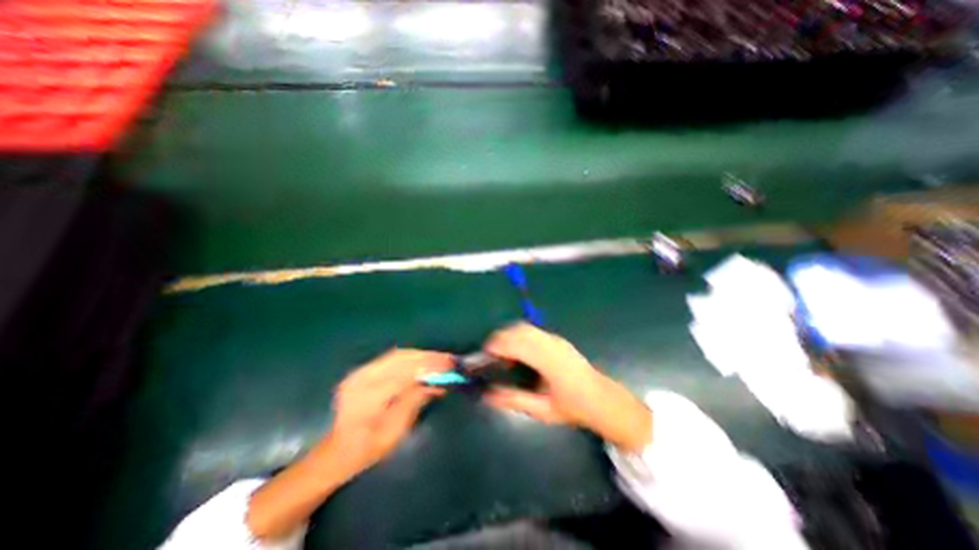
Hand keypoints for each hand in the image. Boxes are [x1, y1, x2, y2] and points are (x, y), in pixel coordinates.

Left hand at [324, 350, 454, 479]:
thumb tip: (438, 383)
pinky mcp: (363, 370)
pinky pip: (391, 358)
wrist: (337, 452)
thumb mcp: (395, 431)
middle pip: (401, 358)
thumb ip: (415, 402)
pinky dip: (410, 358)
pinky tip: (423, 361)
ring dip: (421, 355)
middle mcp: (362, 378)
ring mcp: (360, 371)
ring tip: (440, 359)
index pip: (405, 373)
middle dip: (428, 357)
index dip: (430, 366)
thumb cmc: (367, 449)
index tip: (450, 365)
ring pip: (397, 354)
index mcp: (368, 396)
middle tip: (449, 359)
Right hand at [481, 322, 647, 451]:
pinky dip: (519, 335)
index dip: (498, 345)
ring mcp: (556, 339)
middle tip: (490, 354)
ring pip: (526, 327)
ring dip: (509, 334)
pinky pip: (533, 330)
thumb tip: (488, 395)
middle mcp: (552, 344)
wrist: (603, 399)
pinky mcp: (558, 339)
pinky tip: (518, 351)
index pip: (518, 344)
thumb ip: (514, 400)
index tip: (484, 354)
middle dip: (500, 337)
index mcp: (549, 361)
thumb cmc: (573, 408)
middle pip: (520, 329)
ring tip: (501, 352)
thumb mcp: (542, 410)